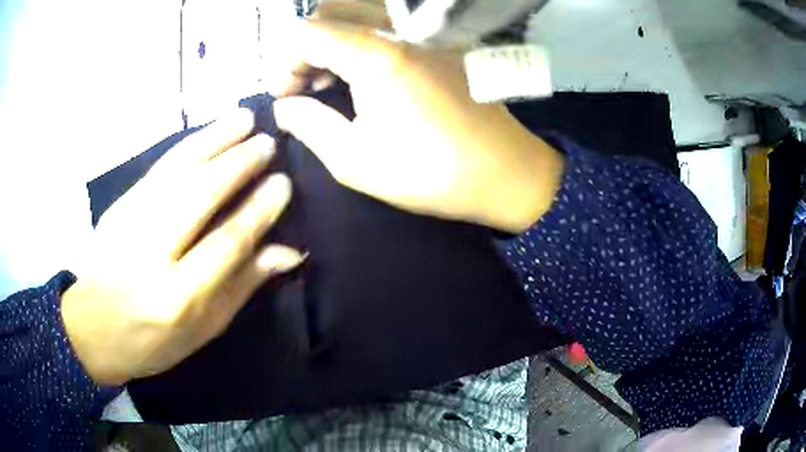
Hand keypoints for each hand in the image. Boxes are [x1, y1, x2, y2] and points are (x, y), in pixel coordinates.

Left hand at [61, 110, 302, 384]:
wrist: (94, 330)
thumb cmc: (154, 341)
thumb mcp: (204, 329)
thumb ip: (243, 285)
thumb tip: (289, 251)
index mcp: (178, 298)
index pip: (228, 241)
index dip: (259, 209)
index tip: (283, 183)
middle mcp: (151, 255)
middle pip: (200, 195)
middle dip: (239, 164)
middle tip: (269, 144)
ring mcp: (128, 223)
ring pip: (177, 171)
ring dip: (215, 140)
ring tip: (245, 119)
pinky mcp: (117, 206)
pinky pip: (158, 169)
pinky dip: (188, 146)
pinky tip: (209, 132)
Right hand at [269, 8, 563, 232]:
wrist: (505, 172)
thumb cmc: (432, 174)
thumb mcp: (356, 162)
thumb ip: (310, 126)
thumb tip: (284, 107)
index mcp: (376, 55)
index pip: (306, 32)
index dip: (285, 63)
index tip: (288, 97)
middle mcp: (401, 29)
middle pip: (331, 11)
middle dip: (306, 46)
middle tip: (308, 85)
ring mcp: (426, 30)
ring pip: (361, 10)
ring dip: (334, 36)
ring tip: (334, 78)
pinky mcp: (441, 39)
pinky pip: (390, 20)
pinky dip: (364, 36)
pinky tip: (367, 70)